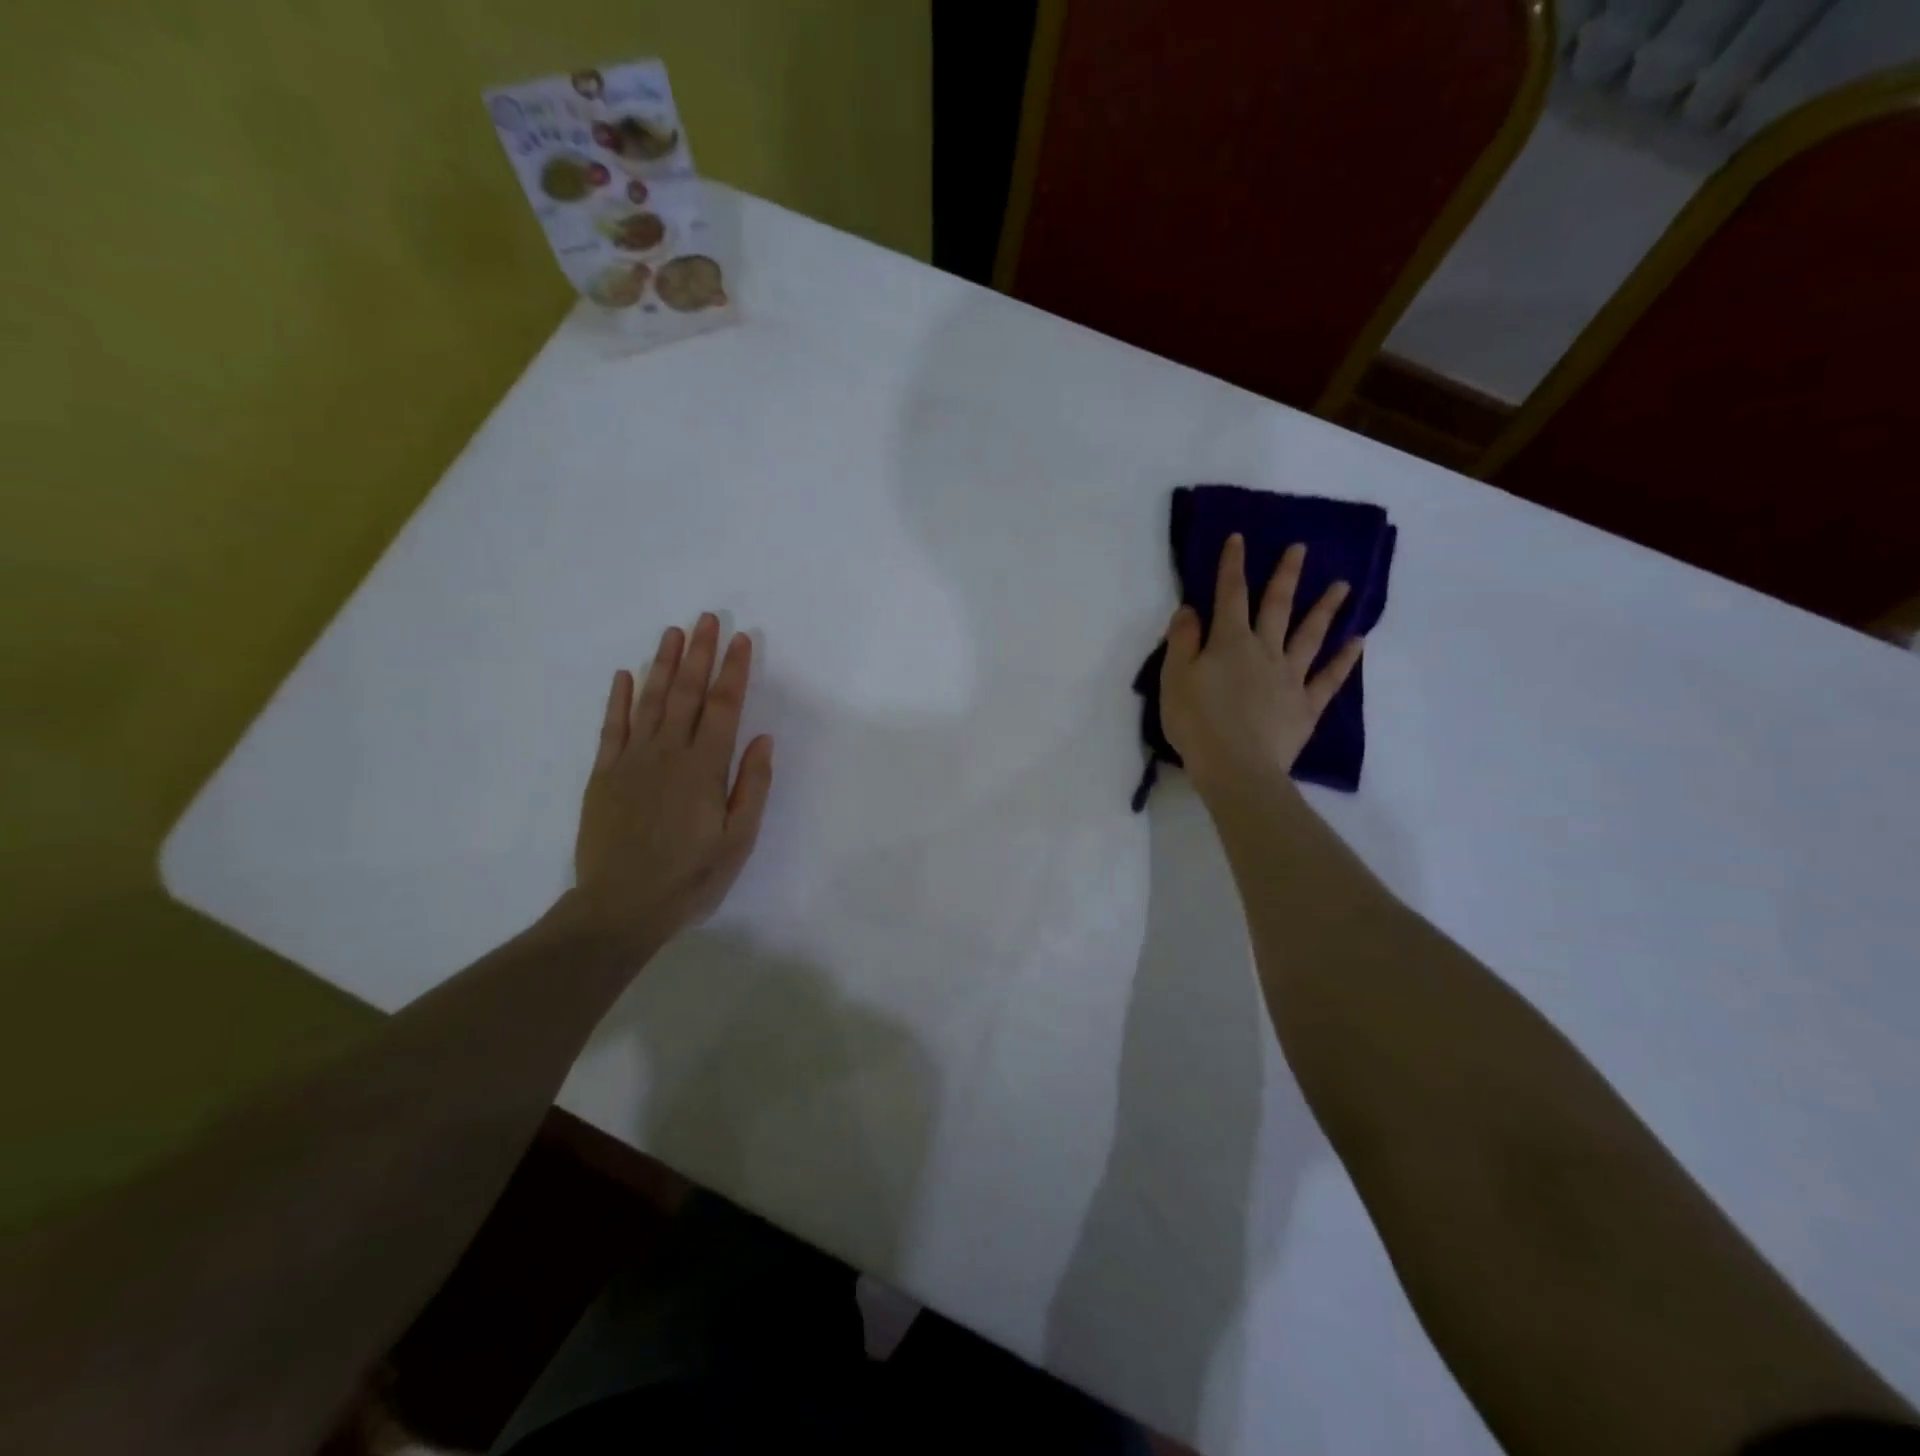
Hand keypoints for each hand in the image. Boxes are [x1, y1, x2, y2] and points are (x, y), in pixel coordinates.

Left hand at [570, 614, 774, 953]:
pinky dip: (618, 699)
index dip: (734, 671)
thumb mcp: (738, 839)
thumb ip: (751, 786)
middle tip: (707, 619)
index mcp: (705, 768)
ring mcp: (631, 761)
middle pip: (686, 693)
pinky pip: (611, 727)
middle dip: (700, 654)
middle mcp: (668, 753)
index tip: (742, 639)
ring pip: (649, 701)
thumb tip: (763, 739)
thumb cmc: (690, 876)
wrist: (621, 906)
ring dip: (663, 664)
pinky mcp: (604, 774)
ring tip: (674, 632)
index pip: (724, 708)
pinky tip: (625, 674)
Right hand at [1160, 534, 1362, 800]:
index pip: (1229, 595)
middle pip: (1277, 606)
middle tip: (1301, 548)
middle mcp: (1264, 651)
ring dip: (1326, 609)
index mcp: (1229, 642)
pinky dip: (1344, 660)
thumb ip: (1182, 640)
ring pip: (1310, 635)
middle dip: (1286, 575)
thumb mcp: (1174, 678)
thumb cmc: (1196, 722)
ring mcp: (1290, 677)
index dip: (1233, 565)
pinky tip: (1358, 643)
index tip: (1240, 538)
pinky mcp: (1306, 706)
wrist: (1235, 766)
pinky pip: (1328, 678)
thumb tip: (1191, 609)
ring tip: (1343, 586)